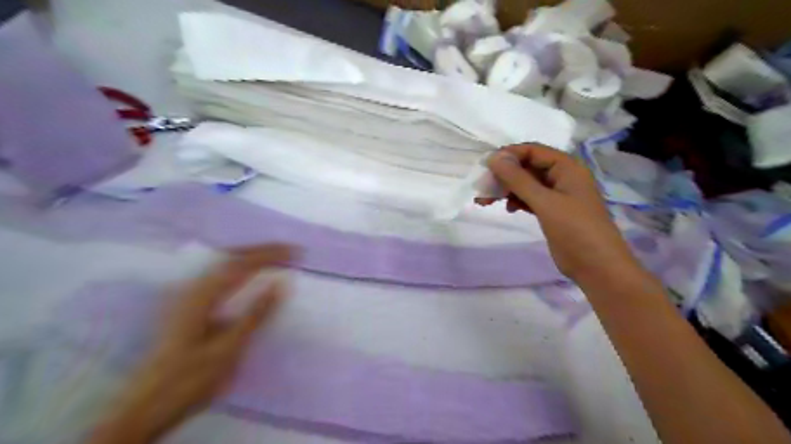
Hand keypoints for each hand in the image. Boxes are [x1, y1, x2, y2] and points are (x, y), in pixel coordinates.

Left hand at [89, 246, 293, 443]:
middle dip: (261, 250)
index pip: (242, 264)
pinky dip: (239, 268)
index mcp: (203, 296)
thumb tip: (280, 284)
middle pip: (230, 256)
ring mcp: (188, 296)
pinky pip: (218, 275)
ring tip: (273, 257)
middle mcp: (194, 288)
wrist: (147, 406)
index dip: (270, 255)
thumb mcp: (228, 348)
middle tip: (287, 250)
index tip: (294, 252)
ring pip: (223, 264)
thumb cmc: (190, 378)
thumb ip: (255, 313)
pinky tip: (247, 275)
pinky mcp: (187, 305)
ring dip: (250, 256)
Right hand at [478, 144, 638, 282]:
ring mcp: (557, 195)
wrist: (597, 267)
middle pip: (527, 167)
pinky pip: (530, 198)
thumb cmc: (574, 229)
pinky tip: (508, 209)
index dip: (508, 155)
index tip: (485, 167)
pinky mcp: (552, 211)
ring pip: (526, 184)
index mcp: (566, 167)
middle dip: (504, 176)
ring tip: (485, 201)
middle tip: (482, 188)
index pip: (532, 151)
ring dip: (507, 190)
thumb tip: (493, 158)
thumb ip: (518, 179)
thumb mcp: (544, 202)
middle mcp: (562, 176)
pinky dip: (517, 201)